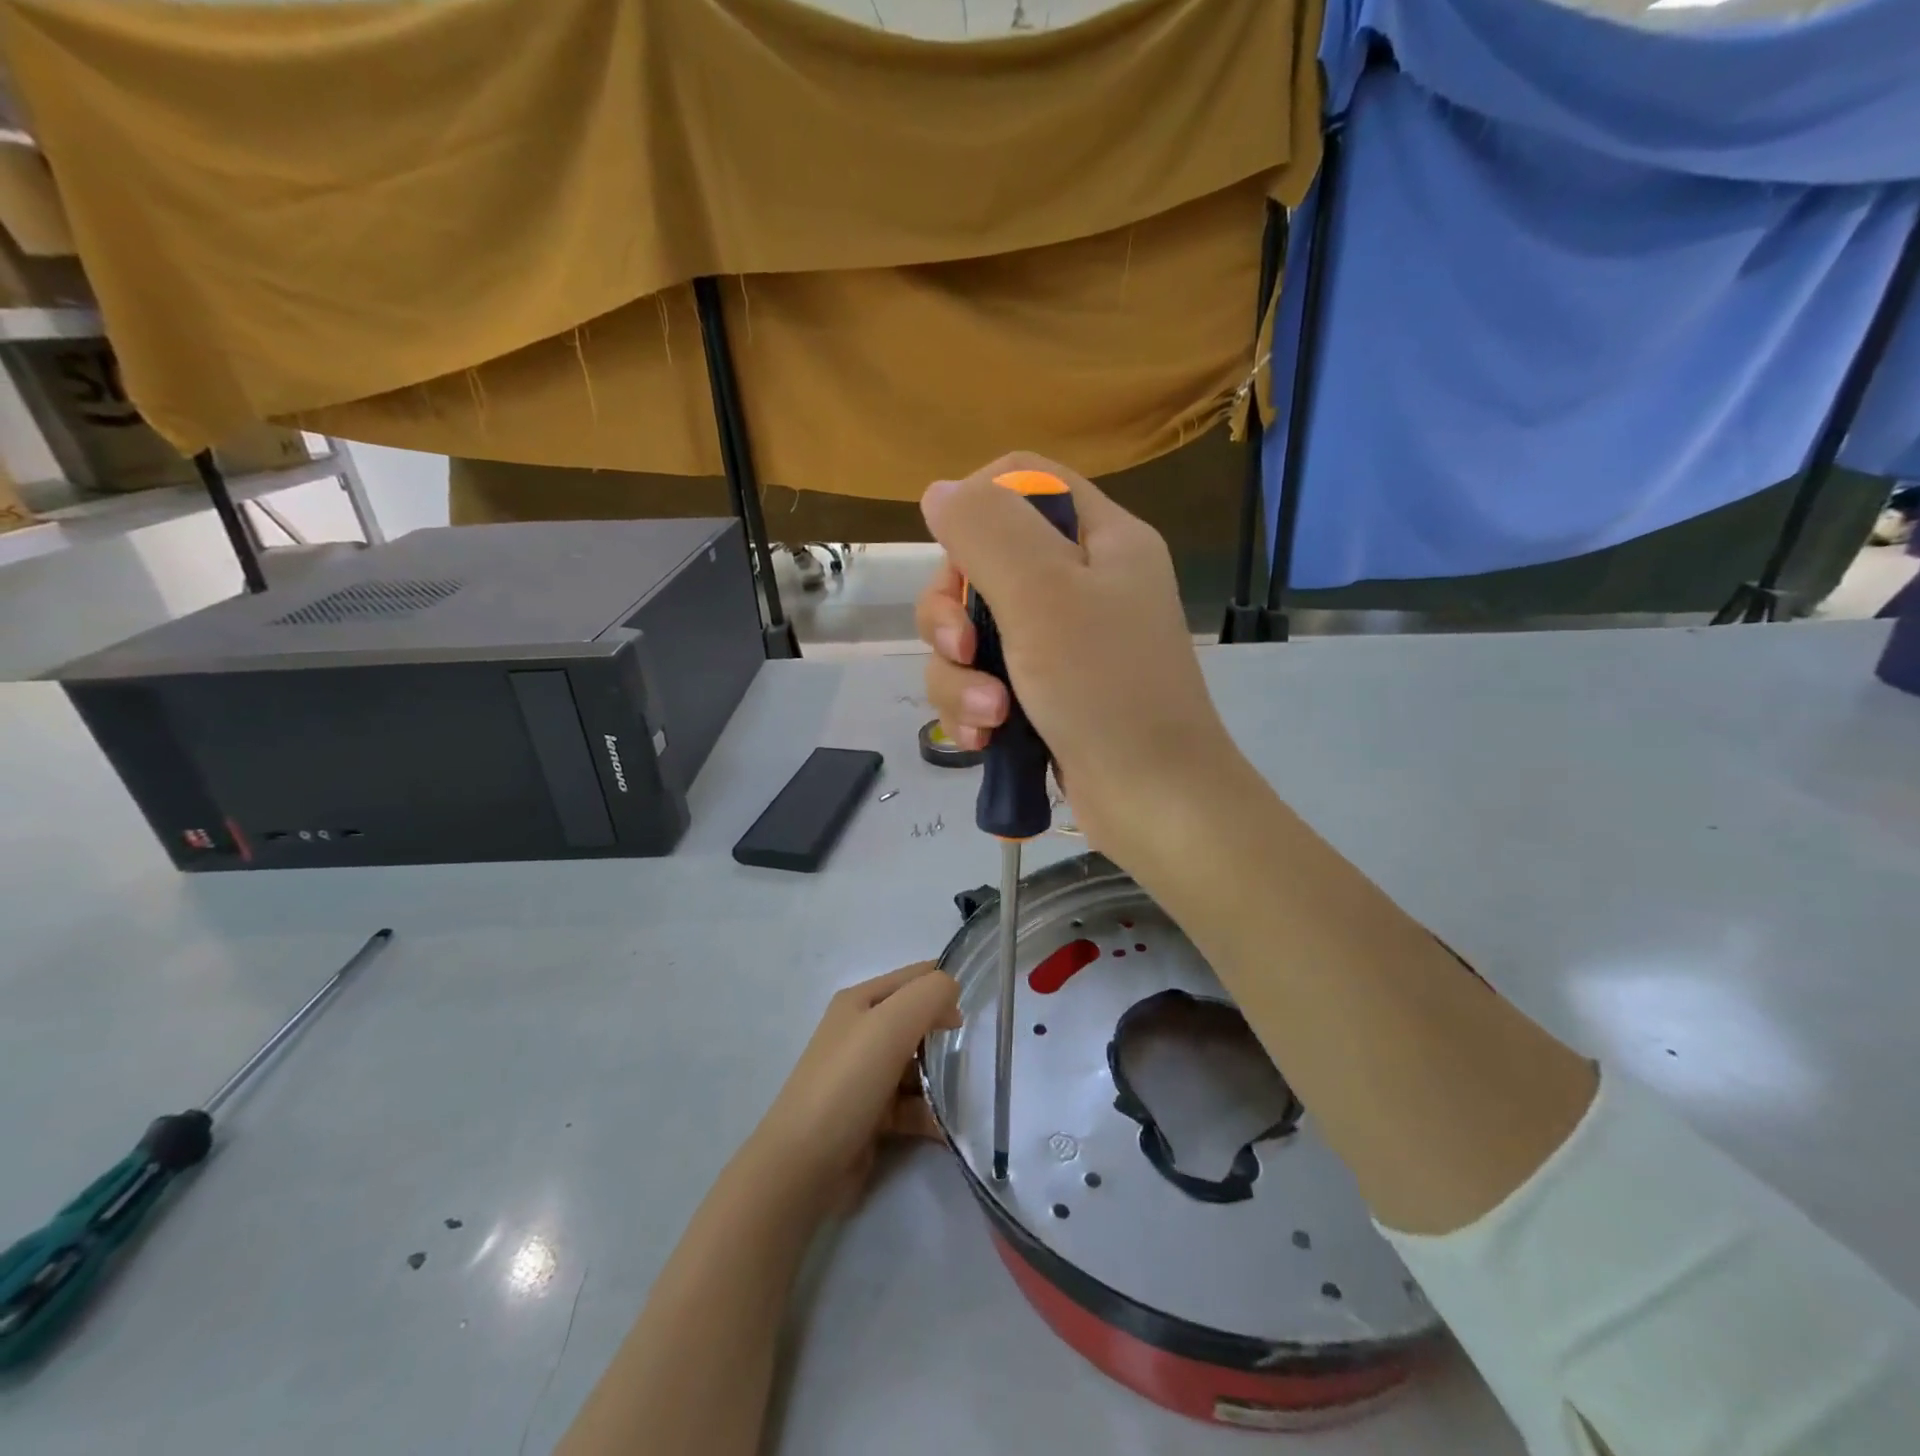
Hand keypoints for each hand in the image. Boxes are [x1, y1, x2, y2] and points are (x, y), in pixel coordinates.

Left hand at [745, 963, 961, 1216]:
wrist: (803, 1165)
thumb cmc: (848, 1082)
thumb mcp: (891, 1024)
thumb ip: (930, 995)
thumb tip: (952, 991)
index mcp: (860, 1001)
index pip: (914, 977)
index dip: (945, 987)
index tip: (977, 1010)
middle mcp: (861, 1032)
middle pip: (917, 1022)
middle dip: (946, 1035)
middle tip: (973, 1054)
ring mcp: (865, 1075)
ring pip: (917, 1065)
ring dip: (942, 1079)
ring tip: (966, 1095)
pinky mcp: (871, 1115)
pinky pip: (912, 1105)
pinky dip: (932, 1114)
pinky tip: (950, 1128)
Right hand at [915, 451, 1239, 858]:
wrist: (1155, 802)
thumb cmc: (1106, 689)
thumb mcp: (1043, 594)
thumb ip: (987, 530)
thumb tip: (940, 490)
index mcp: (1101, 539)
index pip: (1025, 480)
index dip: (978, 506)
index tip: (956, 556)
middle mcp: (1082, 583)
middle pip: (983, 562)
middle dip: (954, 613)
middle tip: (963, 651)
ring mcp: (1063, 643)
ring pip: (973, 631)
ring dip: (961, 675)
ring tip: (989, 716)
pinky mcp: (1044, 693)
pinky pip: (985, 679)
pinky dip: (975, 707)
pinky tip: (984, 739)